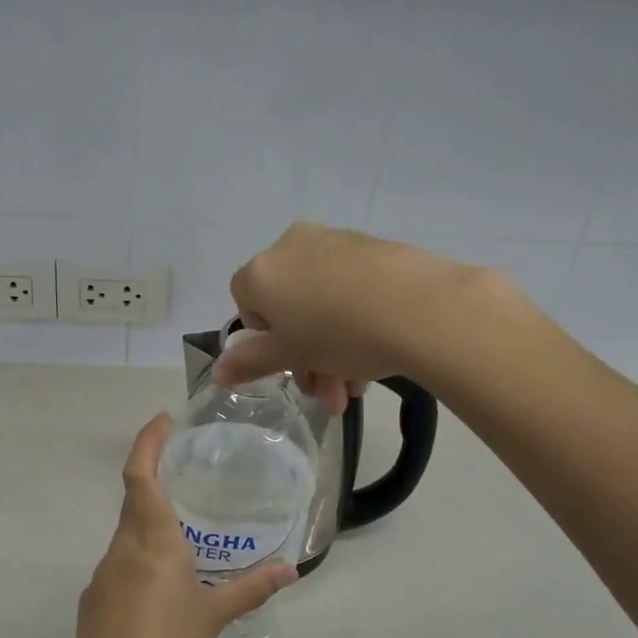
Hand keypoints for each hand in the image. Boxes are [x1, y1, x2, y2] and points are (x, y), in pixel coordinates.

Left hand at [70, 412, 297, 637]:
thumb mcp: (213, 615)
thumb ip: (251, 589)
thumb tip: (291, 571)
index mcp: (152, 539)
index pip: (140, 475)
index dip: (148, 442)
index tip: (163, 420)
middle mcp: (123, 546)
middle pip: (134, 498)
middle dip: (153, 476)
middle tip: (184, 470)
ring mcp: (105, 571)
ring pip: (127, 531)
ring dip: (149, 521)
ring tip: (183, 532)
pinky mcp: (96, 595)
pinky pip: (121, 562)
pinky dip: (141, 557)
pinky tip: (161, 584)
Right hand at [215, 222, 492, 410]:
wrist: (419, 307)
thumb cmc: (338, 334)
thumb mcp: (290, 355)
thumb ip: (249, 362)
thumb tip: (218, 371)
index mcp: (263, 270)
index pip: (245, 303)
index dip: (263, 340)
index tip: (288, 365)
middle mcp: (293, 246)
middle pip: (287, 308)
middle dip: (304, 358)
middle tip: (327, 396)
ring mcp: (336, 242)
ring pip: (322, 303)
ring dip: (332, 351)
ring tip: (355, 391)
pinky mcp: (374, 248)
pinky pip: (351, 289)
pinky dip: (356, 323)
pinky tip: (376, 360)